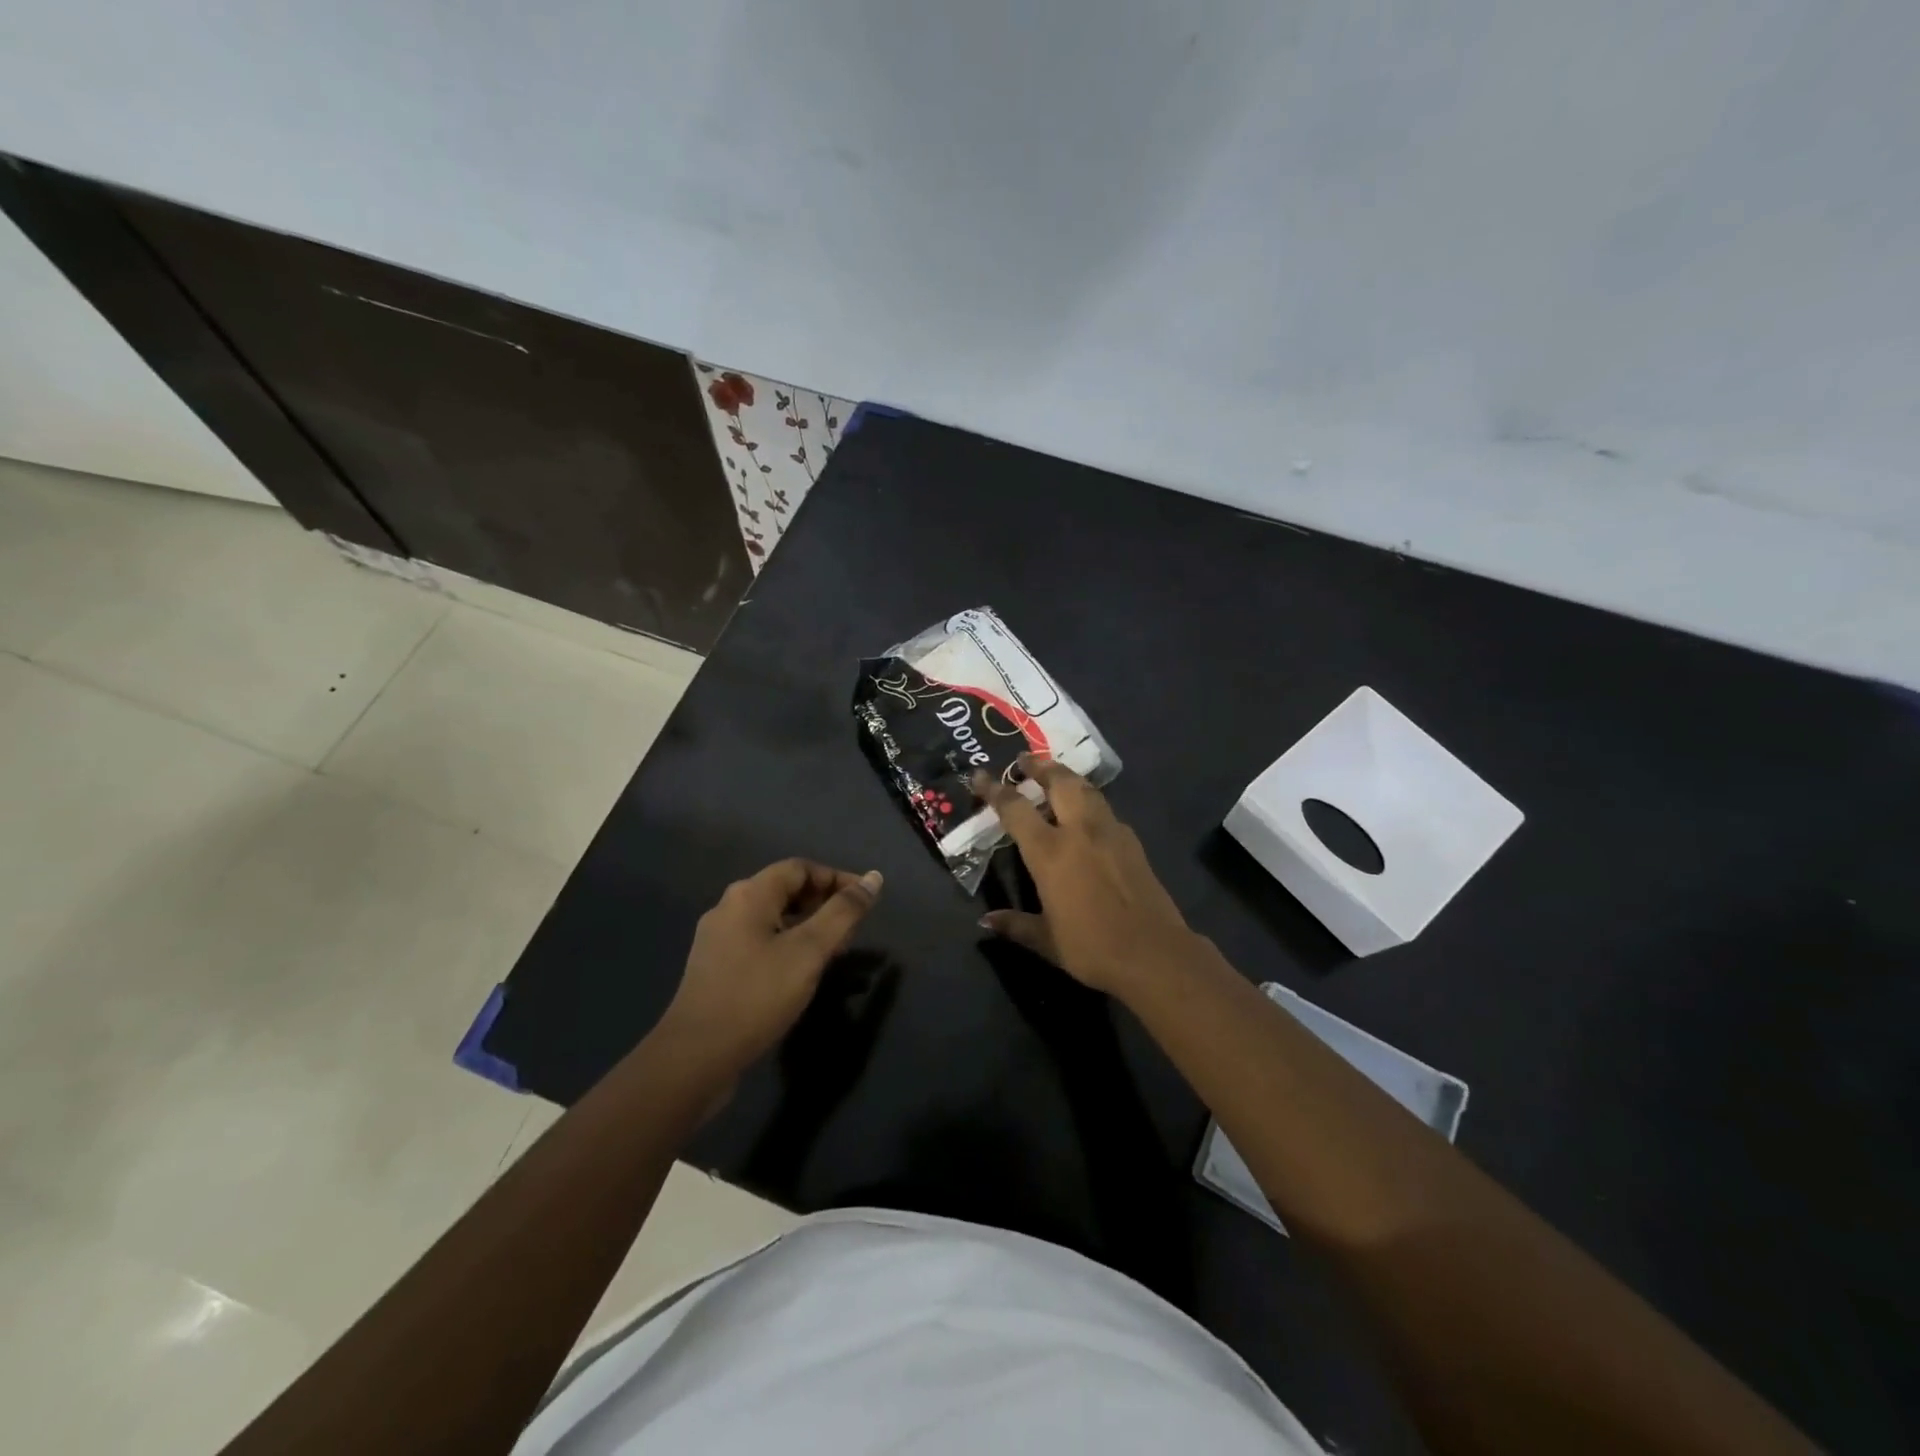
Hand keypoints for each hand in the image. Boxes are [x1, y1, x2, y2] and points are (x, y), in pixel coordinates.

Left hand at [658, 859, 883, 1077]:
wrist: (695, 1057)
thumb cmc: (757, 995)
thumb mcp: (809, 951)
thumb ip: (843, 913)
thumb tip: (874, 879)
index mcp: (749, 894)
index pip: (801, 868)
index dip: (837, 878)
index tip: (867, 900)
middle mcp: (729, 907)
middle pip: (786, 890)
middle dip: (824, 903)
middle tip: (854, 930)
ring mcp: (718, 938)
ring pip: (773, 918)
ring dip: (808, 926)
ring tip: (834, 951)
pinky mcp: (715, 966)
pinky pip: (759, 940)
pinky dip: (787, 944)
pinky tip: (801, 971)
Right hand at [974, 756, 1199, 996]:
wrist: (1154, 953)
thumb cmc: (1092, 948)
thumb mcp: (1046, 939)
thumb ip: (1016, 924)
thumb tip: (987, 921)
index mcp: (1050, 852)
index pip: (1015, 809)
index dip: (995, 790)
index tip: (980, 775)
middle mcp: (1079, 831)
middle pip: (1059, 782)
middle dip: (1039, 766)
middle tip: (1024, 759)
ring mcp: (1110, 832)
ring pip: (1086, 790)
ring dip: (1067, 777)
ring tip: (1055, 776)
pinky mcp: (1132, 842)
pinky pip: (1105, 810)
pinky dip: (1089, 801)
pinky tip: (1087, 814)